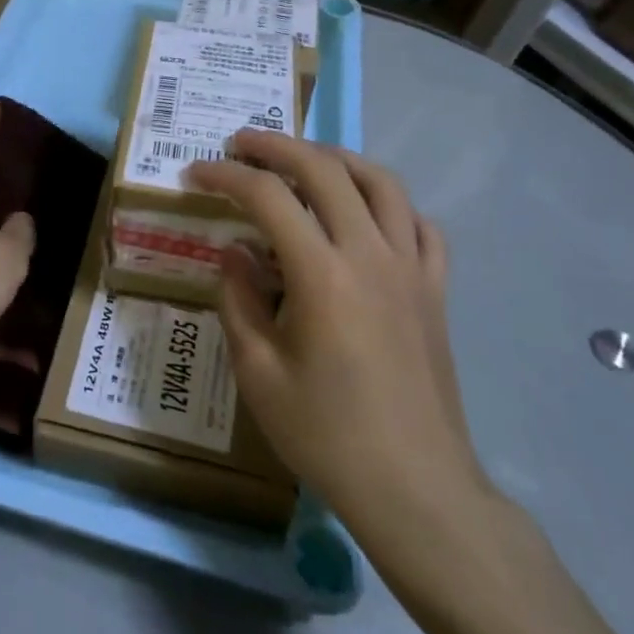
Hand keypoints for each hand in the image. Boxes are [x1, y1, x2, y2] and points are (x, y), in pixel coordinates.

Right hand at [187, 132, 494, 549]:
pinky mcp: (437, 290)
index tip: (196, 173)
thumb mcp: (258, 373)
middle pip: (324, 169)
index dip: (226, 176)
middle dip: (276, 146)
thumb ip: (239, 300)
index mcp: (322, 274)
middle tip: (241, 143)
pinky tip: (367, 214)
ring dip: (336, 158)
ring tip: (304, 159)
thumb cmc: (327, 435)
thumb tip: (234, 252)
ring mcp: (412, 268)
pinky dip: (390, 204)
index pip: (268, 197)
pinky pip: (421, 225)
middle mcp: (370, 254)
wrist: (416, 490)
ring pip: (381, 182)